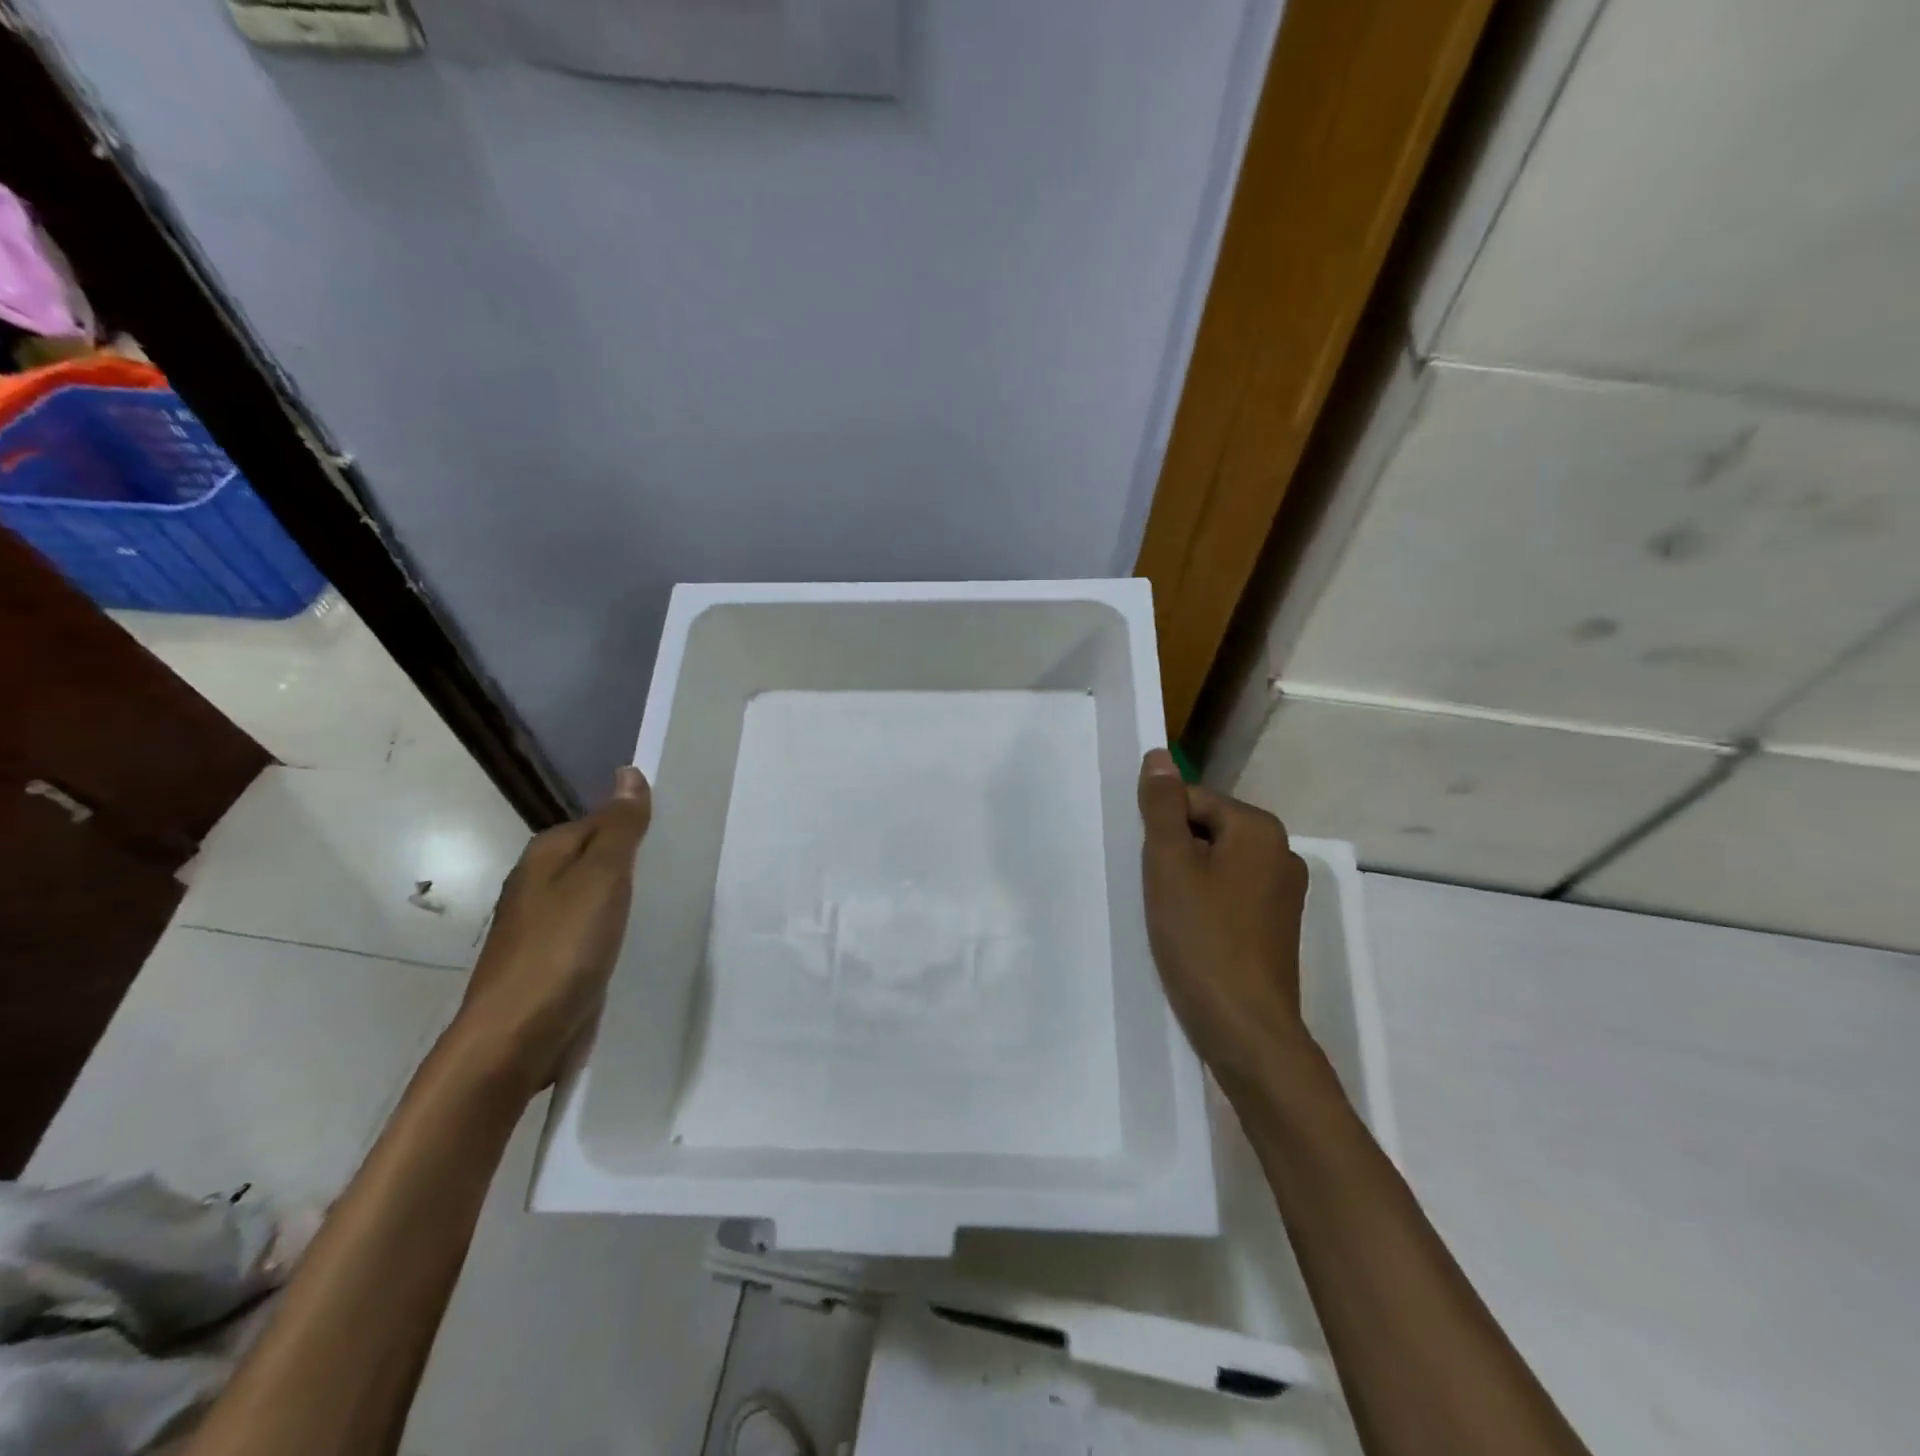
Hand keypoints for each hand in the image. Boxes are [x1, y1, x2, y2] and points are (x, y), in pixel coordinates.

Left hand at [449, 767, 652, 1096]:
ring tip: (672, 901)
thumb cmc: (562, 949)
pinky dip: (615, 930)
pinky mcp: (550, 963)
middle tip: (684, 867)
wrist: (515, 1038)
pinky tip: (639, 941)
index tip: (681, 835)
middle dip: (634, 862)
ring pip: (595, 897)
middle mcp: (538, 884)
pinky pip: (591, 932)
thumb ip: (619, 828)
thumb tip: (628, 772)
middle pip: (597, 859)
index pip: (601, 821)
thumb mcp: (600, 878)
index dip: (638, 825)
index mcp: (546, 855)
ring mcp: (541, 927)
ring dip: (626, 898)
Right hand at [1137, 749, 1310, 1086]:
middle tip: (1152, 891)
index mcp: (1259, 829)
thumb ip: (1163, 806)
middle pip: (1206, 831)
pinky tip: (1188, 934)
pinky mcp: (1275, 928)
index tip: (1146, 866)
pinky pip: (1230, 897)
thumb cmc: (1202, 938)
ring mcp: (1283, 894)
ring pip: (1215, 866)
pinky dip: (1204, 906)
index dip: (1160, 828)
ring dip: (1185, 882)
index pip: (1192, 800)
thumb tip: (1159, 756)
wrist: (1245, 1029)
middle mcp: (1281, 853)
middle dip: (1172, 854)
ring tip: (1166, 915)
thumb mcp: (1169, 864)